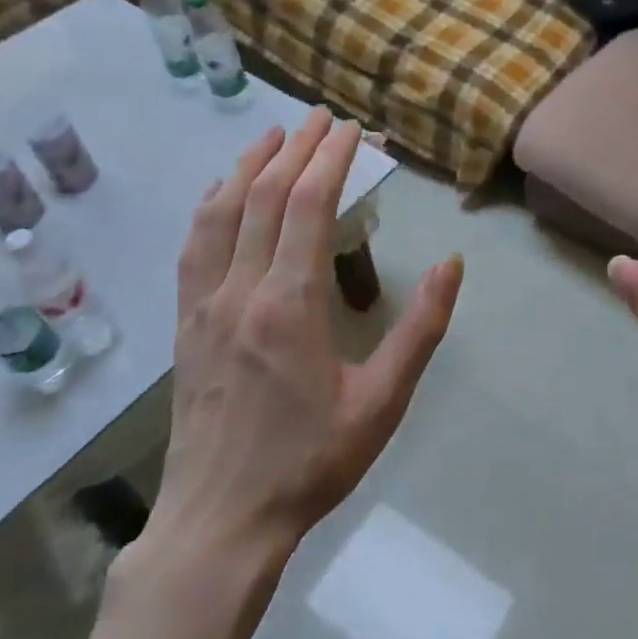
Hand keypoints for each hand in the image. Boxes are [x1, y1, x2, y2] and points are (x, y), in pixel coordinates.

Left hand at [146, 110, 463, 562]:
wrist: (222, 520)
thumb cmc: (311, 462)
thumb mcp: (383, 402)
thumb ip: (420, 329)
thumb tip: (452, 265)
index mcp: (290, 305)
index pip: (307, 206)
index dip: (330, 160)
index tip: (351, 130)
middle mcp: (240, 291)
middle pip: (265, 197)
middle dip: (296, 149)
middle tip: (322, 118)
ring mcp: (204, 305)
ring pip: (221, 213)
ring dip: (248, 166)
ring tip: (273, 135)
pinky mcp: (185, 325)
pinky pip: (194, 247)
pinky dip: (211, 206)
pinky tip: (220, 192)